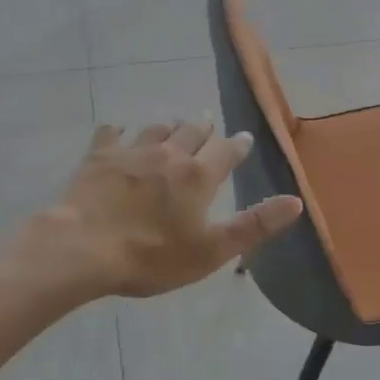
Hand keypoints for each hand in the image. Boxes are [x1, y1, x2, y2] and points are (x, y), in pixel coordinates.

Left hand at [30, 120, 302, 298]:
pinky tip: (117, 131)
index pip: (226, 152)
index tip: (244, 138)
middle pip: (191, 132)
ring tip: (172, 125)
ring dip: (168, 126)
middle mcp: (168, 154)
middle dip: (203, 128)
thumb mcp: (212, 249)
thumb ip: (255, 224)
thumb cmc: (152, 256)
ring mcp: (131, 152)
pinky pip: (111, 134)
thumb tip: (296, 201)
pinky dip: (118, 131)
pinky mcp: (98, 157)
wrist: (83, 248)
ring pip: (155, 129)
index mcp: (198, 176)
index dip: (237, 146)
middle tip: (208, 123)